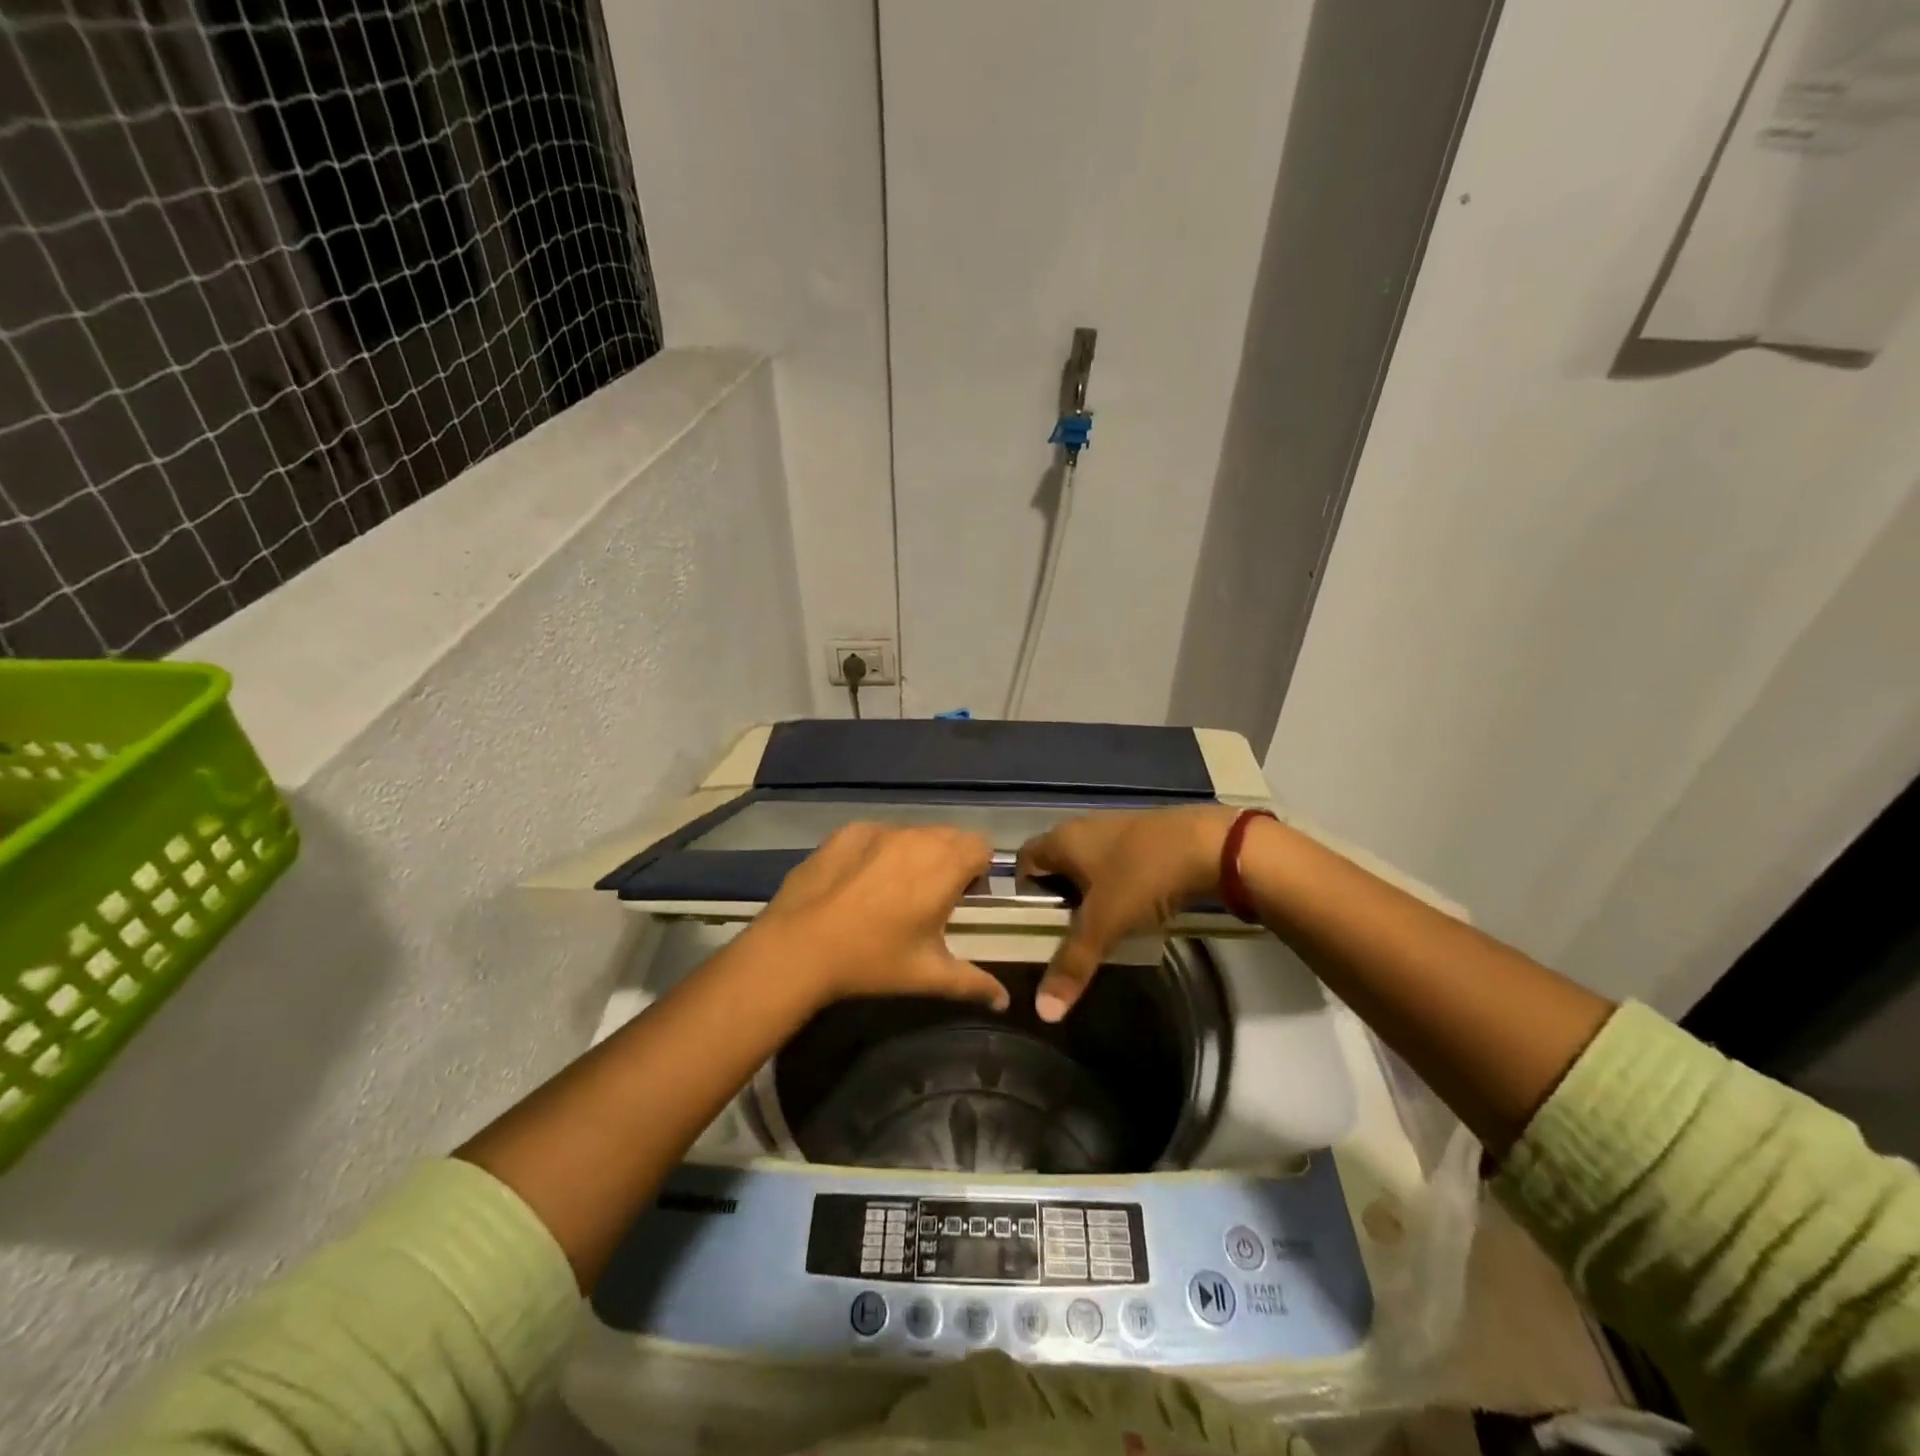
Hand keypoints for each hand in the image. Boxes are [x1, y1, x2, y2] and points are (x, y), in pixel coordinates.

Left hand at [750, 823, 1009, 1012]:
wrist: (800, 946)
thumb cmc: (872, 960)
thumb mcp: (927, 975)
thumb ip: (973, 983)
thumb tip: (1004, 1000)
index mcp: (944, 866)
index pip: (981, 846)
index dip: (978, 870)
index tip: (962, 899)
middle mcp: (916, 837)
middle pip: (950, 836)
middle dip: (950, 860)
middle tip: (930, 897)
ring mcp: (880, 830)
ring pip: (914, 832)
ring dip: (916, 853)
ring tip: (894, 889)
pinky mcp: (848, 831)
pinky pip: (879, 834)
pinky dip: (881, 850)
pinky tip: (860, 882)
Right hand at [1017, 805, 1236, 1020]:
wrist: (1211, 843)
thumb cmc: (1142, 875)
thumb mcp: (1104, 923)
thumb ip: (1073, 964)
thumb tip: (1041, 1011)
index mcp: (1062, 839)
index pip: (1025, 861)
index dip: (1022, 891)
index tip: (1033, 924)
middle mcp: (1084, 827)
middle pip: (1057, 863)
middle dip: (1058, 896)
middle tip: (1065, 933)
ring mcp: (1118, 827)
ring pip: (1091, 863)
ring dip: (1091, 891)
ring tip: (1100, 927)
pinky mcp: (1148, 834)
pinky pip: (1120, 862)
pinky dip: (1120, 884)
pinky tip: (1135, 908)